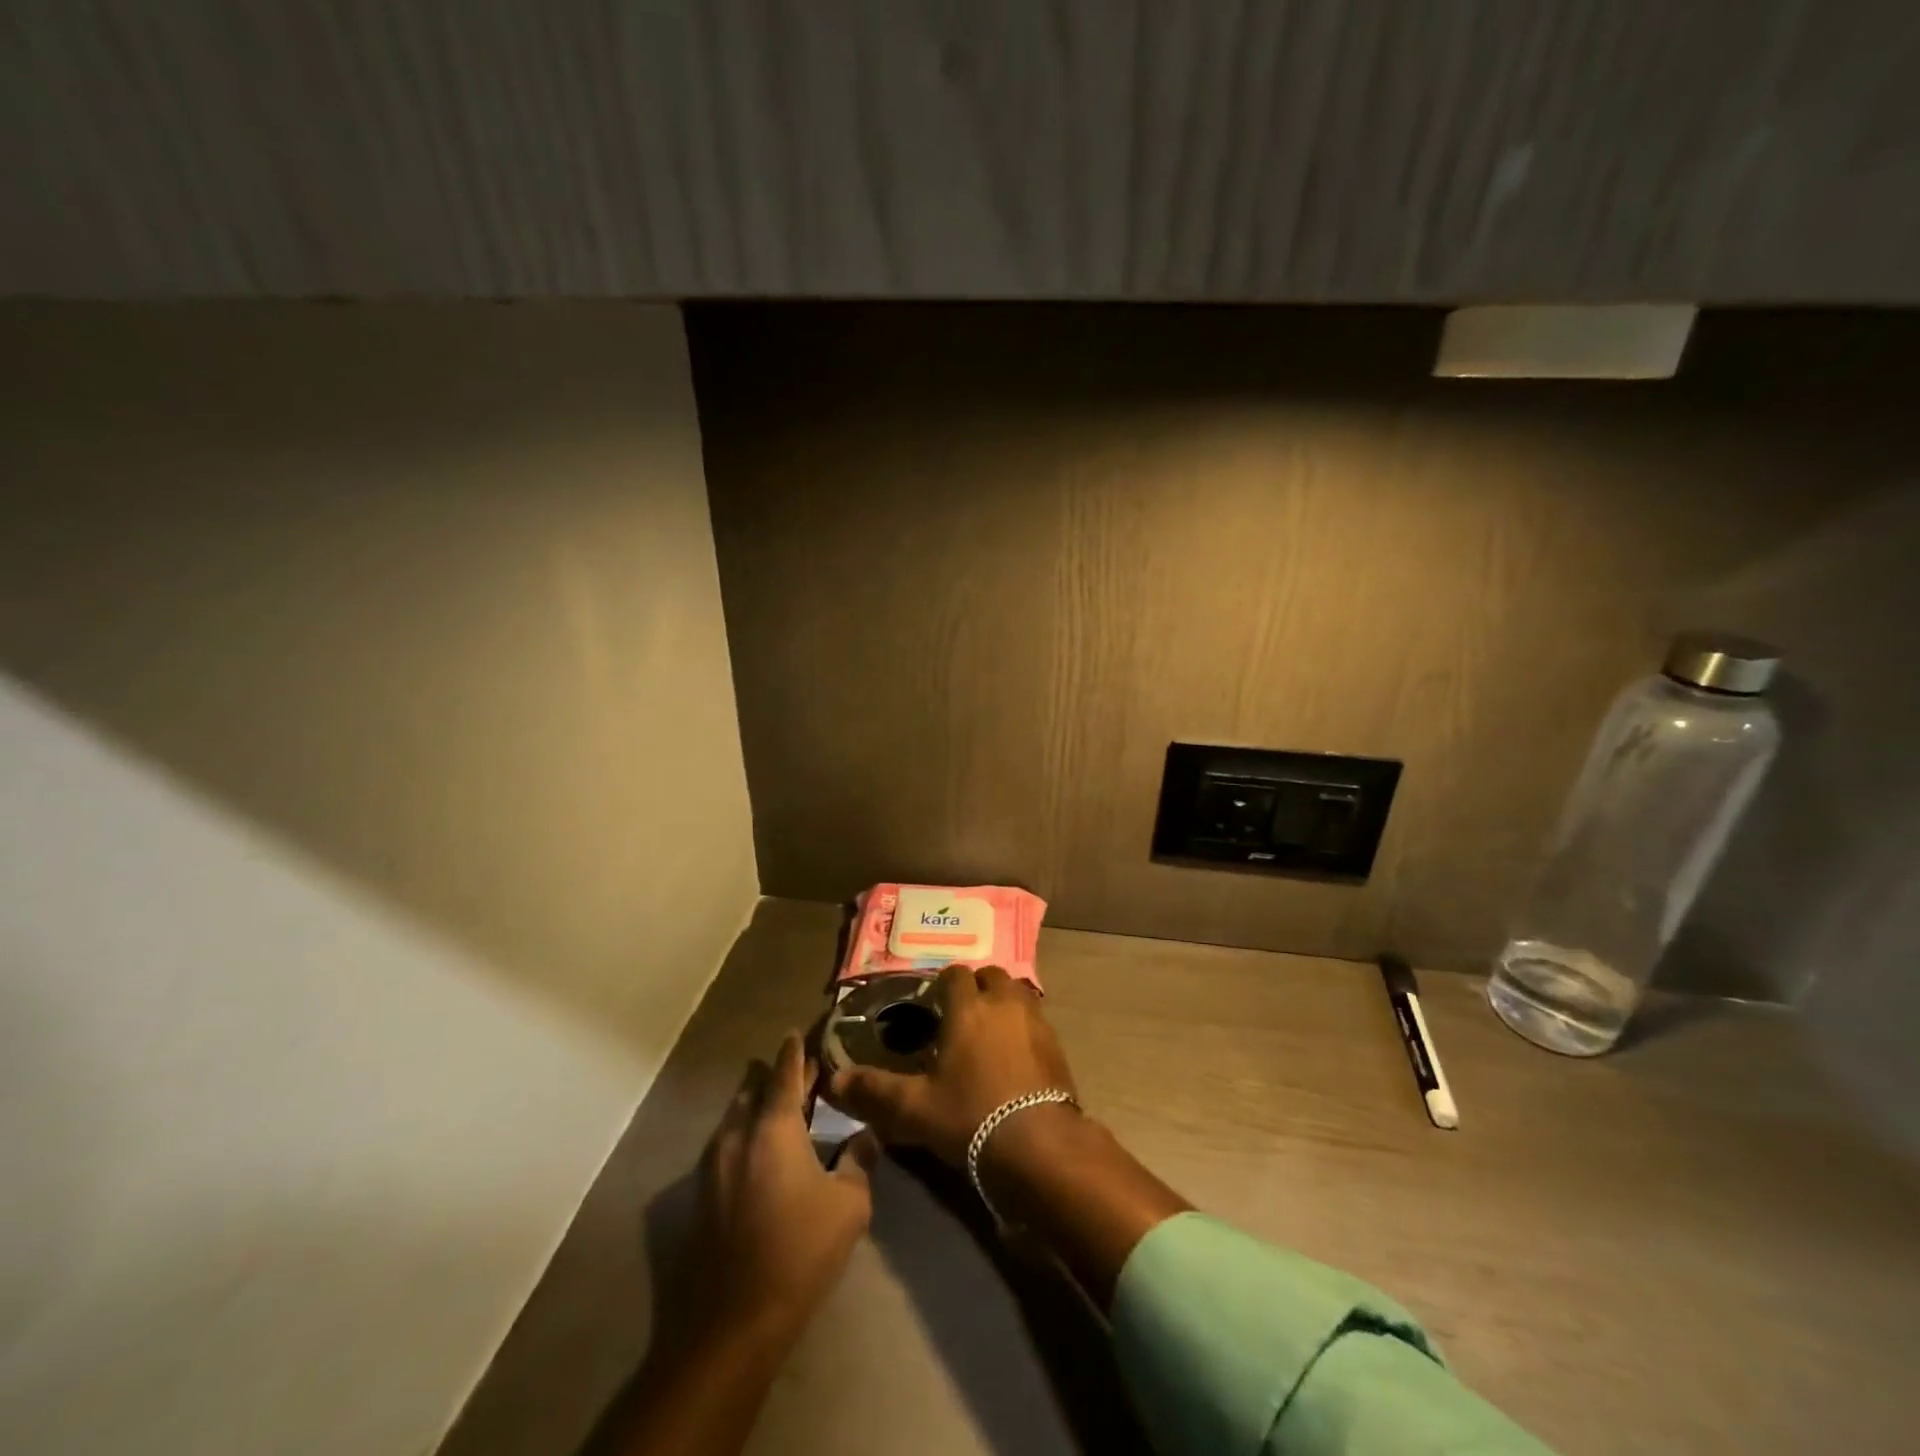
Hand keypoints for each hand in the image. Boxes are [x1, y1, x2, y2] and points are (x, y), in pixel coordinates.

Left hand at [679, 1033, 878, 1344]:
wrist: (732, 1322)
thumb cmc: (798, 1252)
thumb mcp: (848, 1205)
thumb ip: (858, 1161)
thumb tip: (866, 1135)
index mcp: (774, 1127)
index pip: (784, 1072)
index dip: (794, 1051)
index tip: (798, 1031)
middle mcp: (739, 1134)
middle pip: (754, 1089)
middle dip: (774, 1075)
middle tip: (797, 1070)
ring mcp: (714, 1164)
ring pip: (736, 1116)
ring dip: (756, 1102)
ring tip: (778, 1104)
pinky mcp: (702, 1194)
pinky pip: (726, 1143)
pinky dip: (744, 1131)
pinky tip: (759, 1149)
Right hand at [828, 964, 1077, 1168]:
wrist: (1039, 1145)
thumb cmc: (971, 1116)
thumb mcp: (915, 1109)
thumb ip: (874, 1091)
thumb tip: (834, 1081)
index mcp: (969, 1008)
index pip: (955, 975)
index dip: (943, 985)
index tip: (933, 1004)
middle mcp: (1004, 1003)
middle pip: (991, 977)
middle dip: (977, 988)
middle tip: (961, 1015)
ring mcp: (1036, 1022)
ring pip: (1018, 994)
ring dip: (1003, 1003)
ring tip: (988, 1032)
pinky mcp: (1057, 1045)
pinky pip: (1036, 1021)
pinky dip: (1023, 1027)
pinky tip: (1014, 1056)